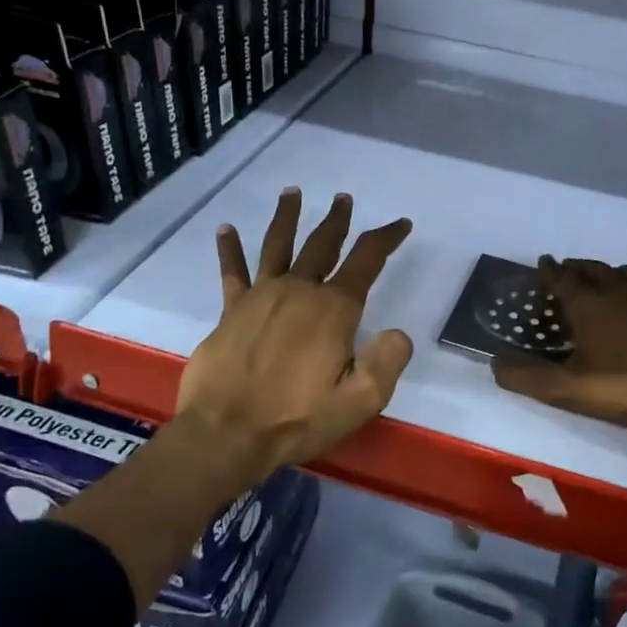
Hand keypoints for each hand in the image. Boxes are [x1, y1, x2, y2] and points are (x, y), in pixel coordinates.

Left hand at [176, 188, 413, 482]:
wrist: (226, 433)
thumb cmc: (297, 418)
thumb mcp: (360, 400)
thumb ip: (387, 362)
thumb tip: (398, 333)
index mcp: (334, 309)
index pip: (367, 260)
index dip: (386, 237)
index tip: (401, 224)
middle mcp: (299, 290)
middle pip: (322, 244)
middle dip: (337, 220)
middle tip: (344, 199)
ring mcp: (261, 297)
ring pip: (278, 245)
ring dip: (287, 217)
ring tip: (292, 193)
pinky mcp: (231, 311)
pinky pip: (233, 272)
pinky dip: (230, 250)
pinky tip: (226, 228)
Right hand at [491, 259, 626, 443]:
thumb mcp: (568, 390)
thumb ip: (526, 377)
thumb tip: (493, 363)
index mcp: (588, 306)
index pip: (562, 279)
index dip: (549, 270)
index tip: (542, 261)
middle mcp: (617, 291)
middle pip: (592, 269)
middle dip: (576, 267)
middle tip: (567, 268)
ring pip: (624, 272)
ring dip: (608, 271)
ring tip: (602, 276)